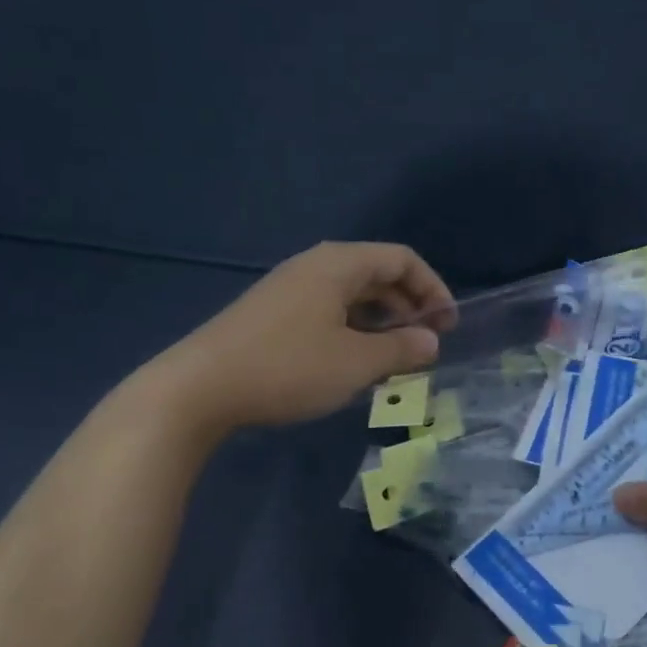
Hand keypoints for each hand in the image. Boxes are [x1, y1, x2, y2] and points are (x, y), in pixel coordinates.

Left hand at [134, 242, 453, 436]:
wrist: (199, 388)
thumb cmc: (288, 368)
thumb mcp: (356, 363)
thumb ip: (402, 350)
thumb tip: (431, 342)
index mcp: (339, 265)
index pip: (402, 259)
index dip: (433, 288)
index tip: (447, 326)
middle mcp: (314, 266)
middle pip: (377, 273)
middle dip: (409, 305)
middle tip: (425, 344)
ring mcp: (289, 289)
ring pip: (351, 294)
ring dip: (381, 321)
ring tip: (394, 357)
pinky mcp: (272, 314)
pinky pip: (327, 310)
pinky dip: (353, 329)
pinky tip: (352, 362)